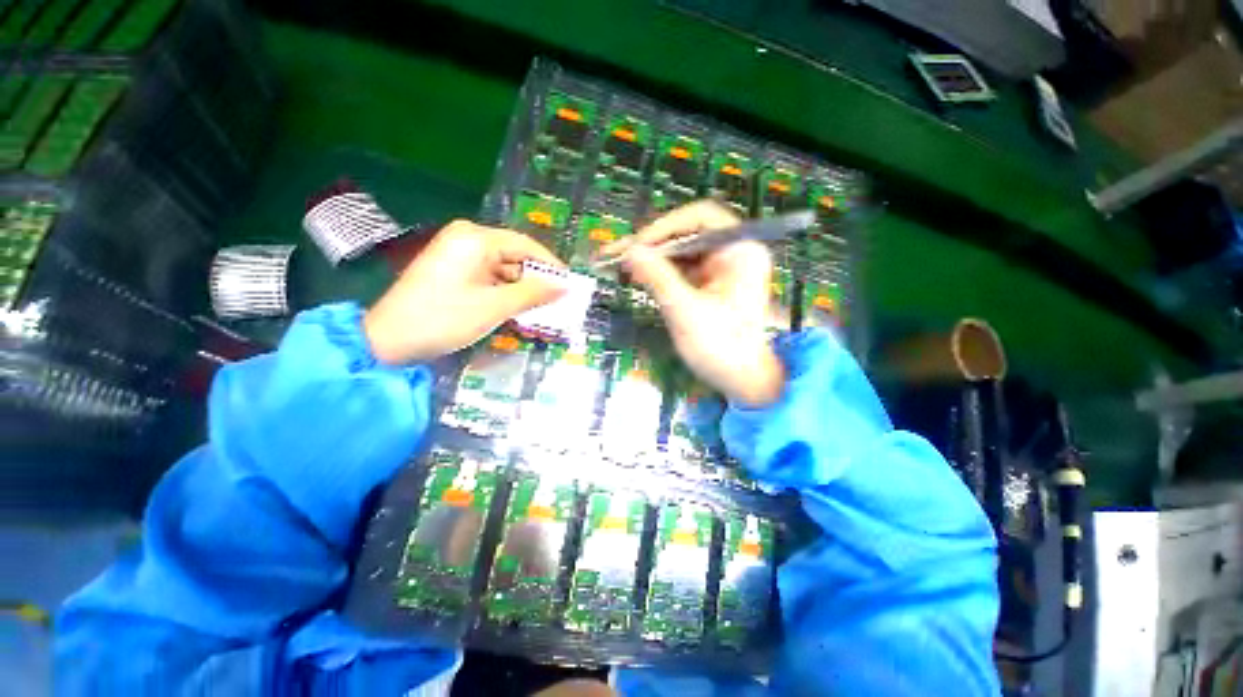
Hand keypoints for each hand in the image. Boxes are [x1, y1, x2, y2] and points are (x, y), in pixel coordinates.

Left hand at [364, 220, 565, 363]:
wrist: (389, 340)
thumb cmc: (444, 318)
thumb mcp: (495, 307)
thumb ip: (533, 294)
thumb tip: (564, 287)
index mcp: (475, 239)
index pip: (525, 245)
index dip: (550, 265)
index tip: (569, 284)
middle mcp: (466, 239)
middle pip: (514, 255)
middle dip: (536, 279)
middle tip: (557, 300)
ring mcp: (457, 254)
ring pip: (502, 268)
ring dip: (521, 288)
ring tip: (541, 308)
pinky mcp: (452, 270)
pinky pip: (488, 276)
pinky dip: (504, 291)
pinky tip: (517, 308)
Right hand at [612, 200, 784, 406]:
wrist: (743, 380)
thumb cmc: (723, 348)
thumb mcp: (686, 312)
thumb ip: (658, 278)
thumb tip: (630, 252)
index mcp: (740, 250)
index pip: (700, 218)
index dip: (664, 227)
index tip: (636, 245)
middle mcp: (733, 252)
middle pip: (687, 234)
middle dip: (652, 245)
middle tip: (617, 254)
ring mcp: (721, 268)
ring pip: (680, 252)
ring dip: (651, 258)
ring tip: (617, 263)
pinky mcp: (710, 284)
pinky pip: (681, 269)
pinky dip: (659, 272)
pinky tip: (636, 275)